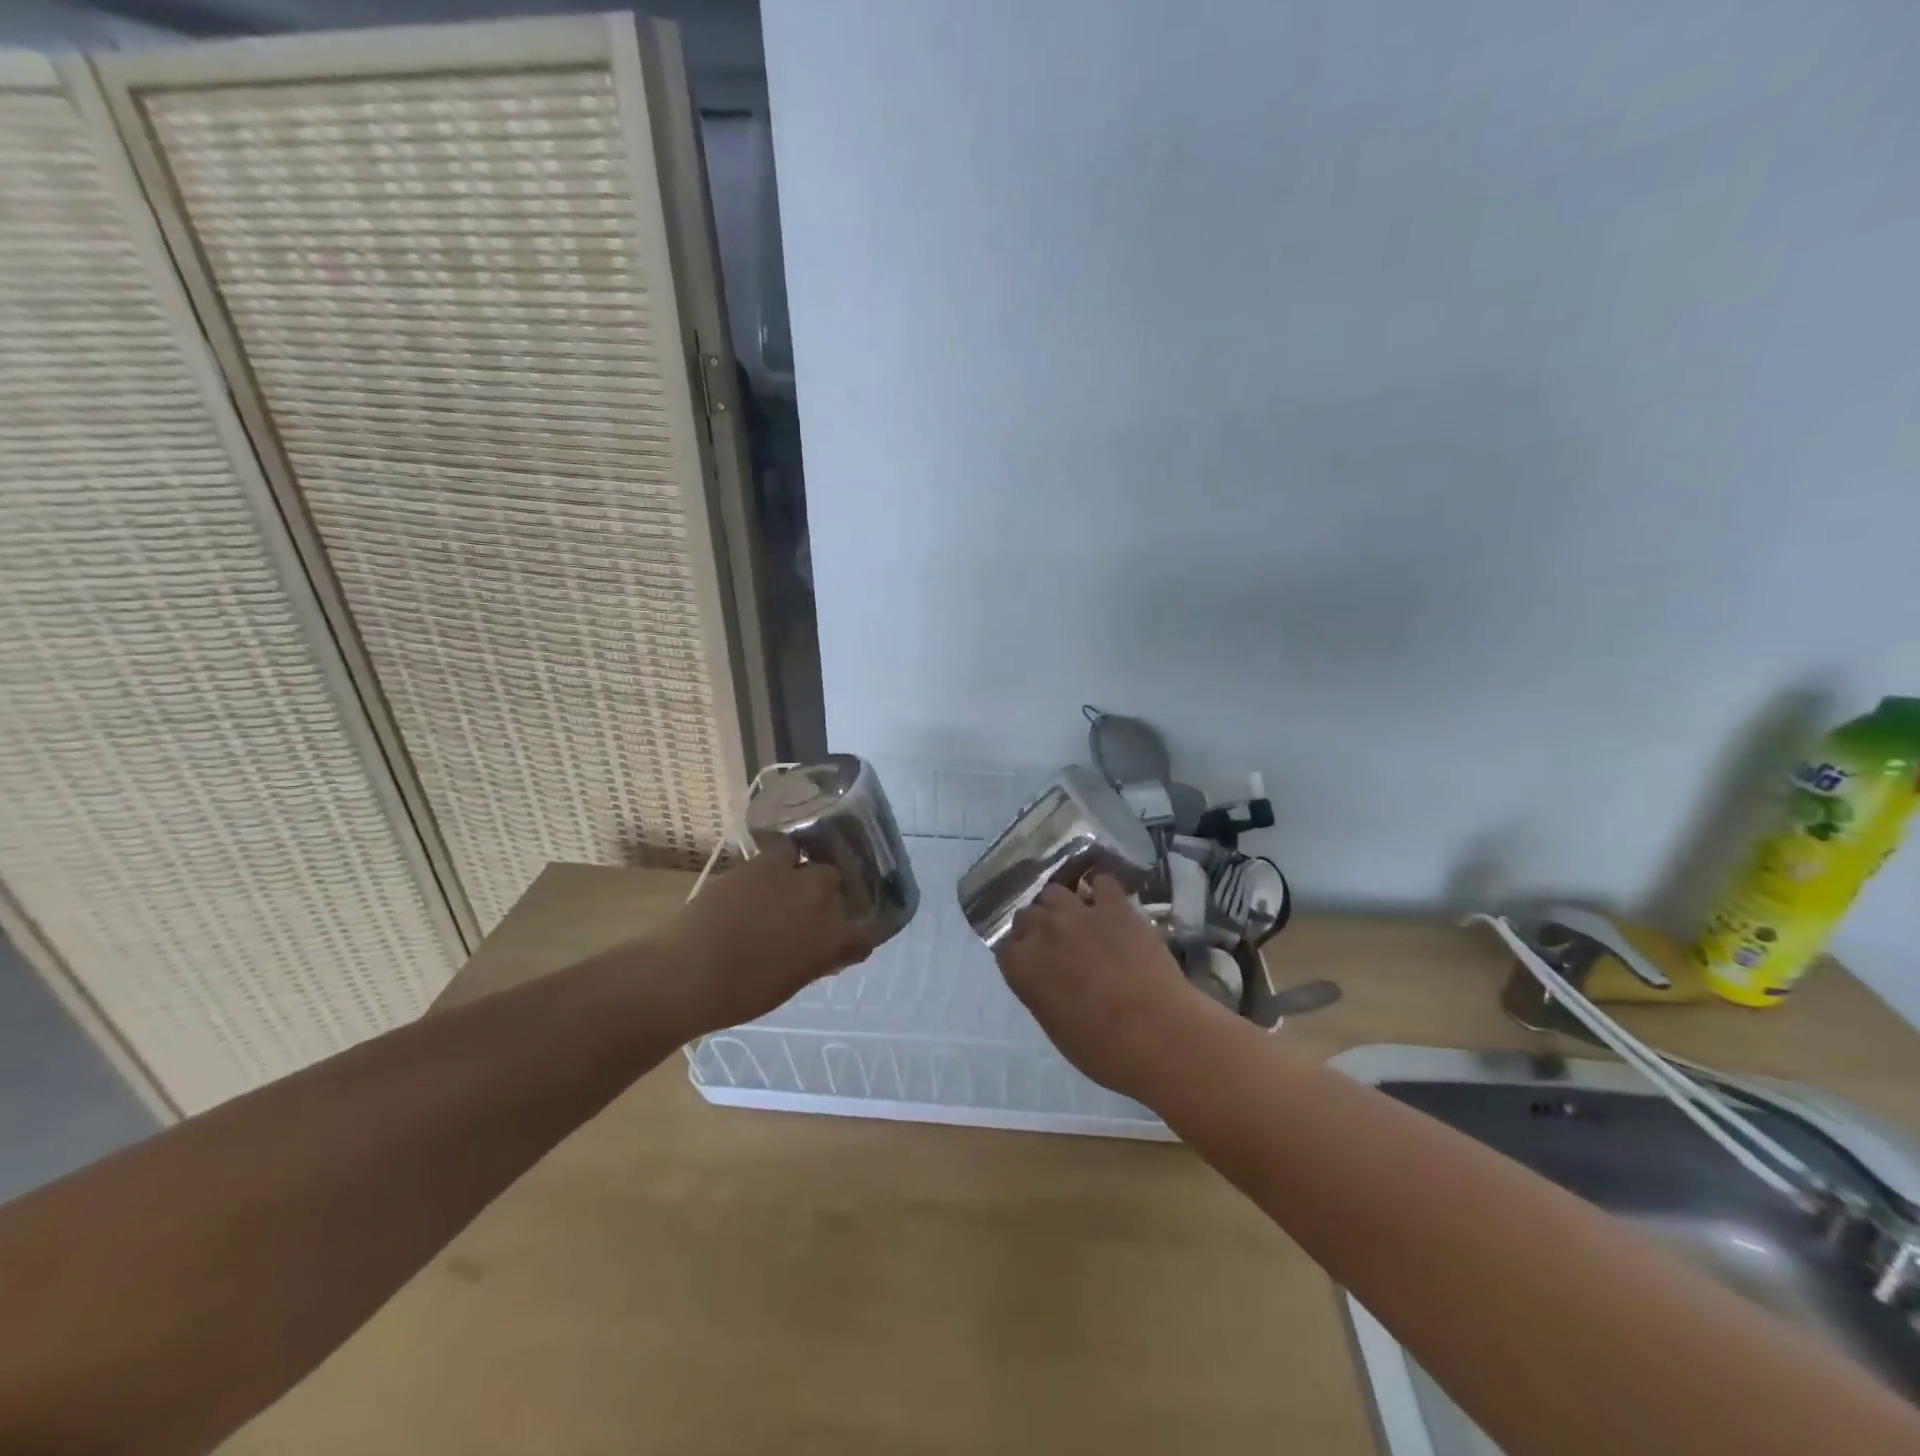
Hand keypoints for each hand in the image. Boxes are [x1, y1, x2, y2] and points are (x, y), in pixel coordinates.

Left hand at [651, 843, 874, 1035]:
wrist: (688, 972)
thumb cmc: (739, 994)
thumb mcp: (789, 985)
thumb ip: (815, 962)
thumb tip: (827, 953)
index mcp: (830, 939)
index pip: (863, 935)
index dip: (856, 940)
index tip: (845, 945)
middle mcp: (819, 900)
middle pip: (837, 884)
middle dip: (829, 896)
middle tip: (809, 912)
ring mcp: (789, 877)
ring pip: (812, 862)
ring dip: (806, 873)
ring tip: (790, 885)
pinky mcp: (760, 863)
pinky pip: (782, 853)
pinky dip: (780, 863)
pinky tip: (765, 879)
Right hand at [995, 875, 1220, 1098]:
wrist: (1158, 1035)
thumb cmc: (1104, 1050)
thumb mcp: (1056, 1027)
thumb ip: (1042, 992)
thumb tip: (1047, 979)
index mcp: (1023, 967)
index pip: (1006, 947)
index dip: (1019, 953)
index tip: (1031, 963)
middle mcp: (1043, 932)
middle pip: (1027, 915)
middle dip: (1037, 927)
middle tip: (1055, 944)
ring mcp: (1079, 914)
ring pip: (1054, 891)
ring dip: (1060, 905)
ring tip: (1075, 919)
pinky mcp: (1116, 907)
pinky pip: (1101, 881)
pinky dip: (1100, 889)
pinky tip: (1106, 902)